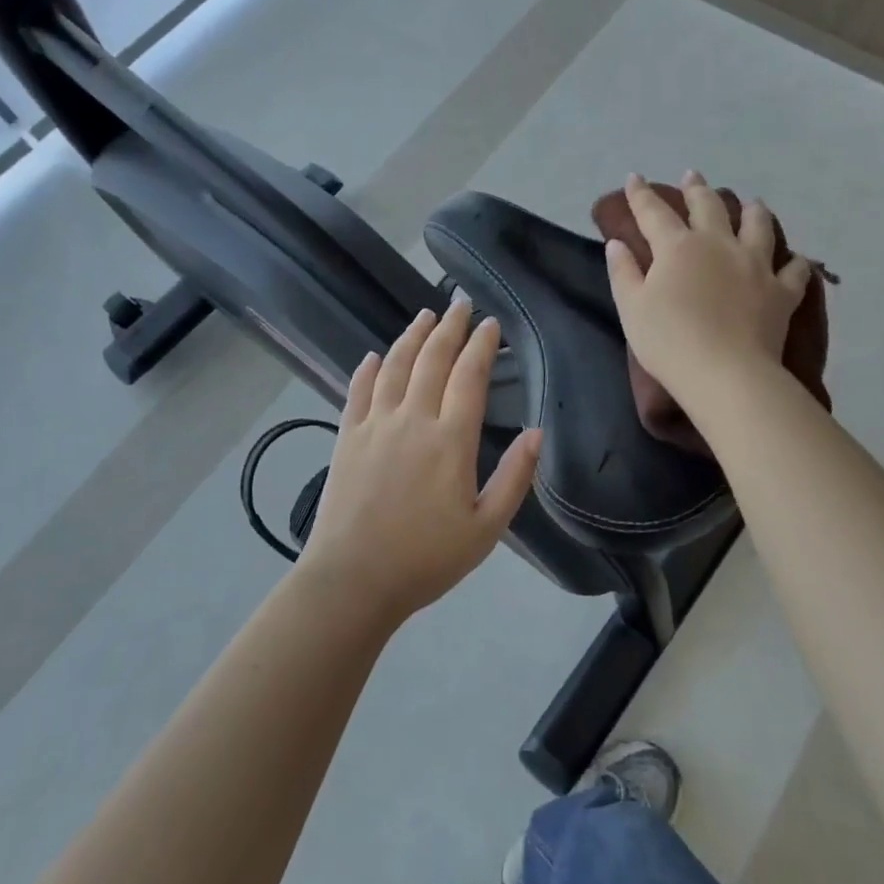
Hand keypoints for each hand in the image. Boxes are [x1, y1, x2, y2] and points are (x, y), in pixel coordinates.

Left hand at [298, 302, 541, 624]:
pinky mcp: (346, 437)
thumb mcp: (485, 529)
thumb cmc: (426, 559)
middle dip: (450, 327)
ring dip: (412, 336)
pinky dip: (368, 369)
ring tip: (425, 315)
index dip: (482, 346)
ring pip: (396, 366)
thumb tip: (537, 433)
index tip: (491, 323)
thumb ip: (514, 478)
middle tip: (460, 303)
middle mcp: (413, 419)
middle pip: (433, 360)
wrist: (353, 580)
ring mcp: (375, 424)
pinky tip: (374, 356)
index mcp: (451, 440)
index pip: (470, 377)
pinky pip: (358, 391)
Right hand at [605, 171, 812, 406]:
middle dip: (697, 188)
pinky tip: (796, 260)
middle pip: (708, 206)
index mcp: (677, 246)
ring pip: (758, 225)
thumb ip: (623, 272)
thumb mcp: (631, 308)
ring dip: (753, 211)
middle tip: (693, 175)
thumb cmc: (669, 340)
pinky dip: (795, 263)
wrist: (725, 373)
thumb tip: (617, 243)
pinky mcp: (781, 291)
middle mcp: (718, 244)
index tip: (634, 178)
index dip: (641, 194)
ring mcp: (755, 265)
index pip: (654, 212)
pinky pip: (795, 271)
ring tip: (752, 203)